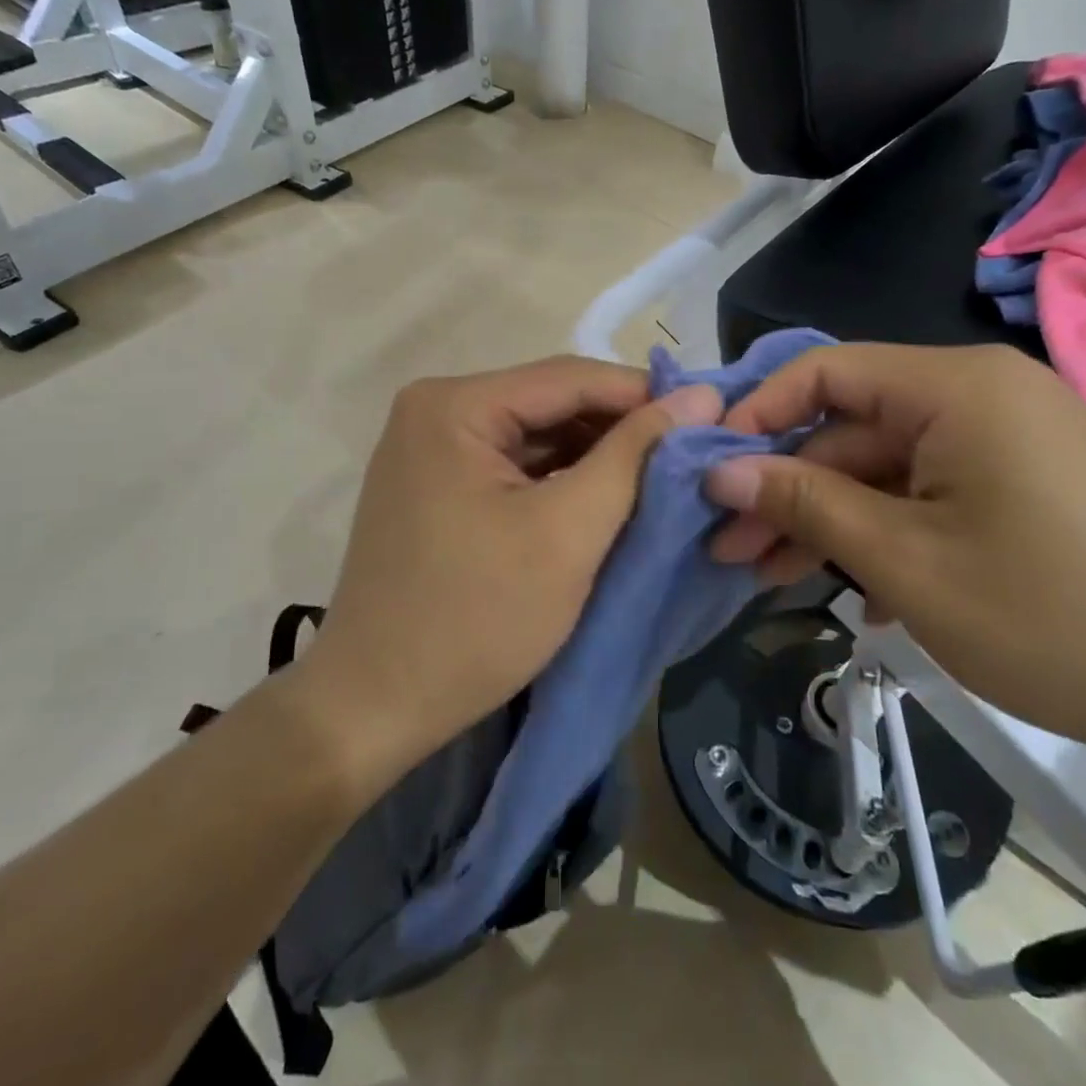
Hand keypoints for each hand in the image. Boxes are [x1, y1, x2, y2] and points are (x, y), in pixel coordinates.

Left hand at [297, 357, 720, 783]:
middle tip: (691, 456)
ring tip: (660, 480)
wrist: (376, 708)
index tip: (710, 417)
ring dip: (595, 458)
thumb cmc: (476, 617)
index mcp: (455, 405)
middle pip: (551, 404)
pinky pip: (514, 468)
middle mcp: (435, 411)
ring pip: (536, 437)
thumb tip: (701, 394)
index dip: (645, 394)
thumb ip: (635, 455)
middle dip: (621, 430)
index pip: (571, 377)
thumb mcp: (569, 531)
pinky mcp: (436, 488)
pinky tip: (605, 501)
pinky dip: (561, 482)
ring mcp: (430, 450)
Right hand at [704, 344, 1085, 770]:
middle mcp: (984, 397)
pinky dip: (889, 536)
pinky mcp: (1033, 488)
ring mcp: (1014, 443)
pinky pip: (937, 495)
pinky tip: (862, 596)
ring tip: (770, 580)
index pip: (825, 371)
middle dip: (787, 489)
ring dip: (831, 521)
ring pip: (891, 469)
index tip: (707, 470)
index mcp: (957, 388)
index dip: (757, 416)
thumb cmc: (1056, 618)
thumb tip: (722, 470)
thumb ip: (806, 503)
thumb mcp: (906, 562)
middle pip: (854, 428)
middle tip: (728, 551)